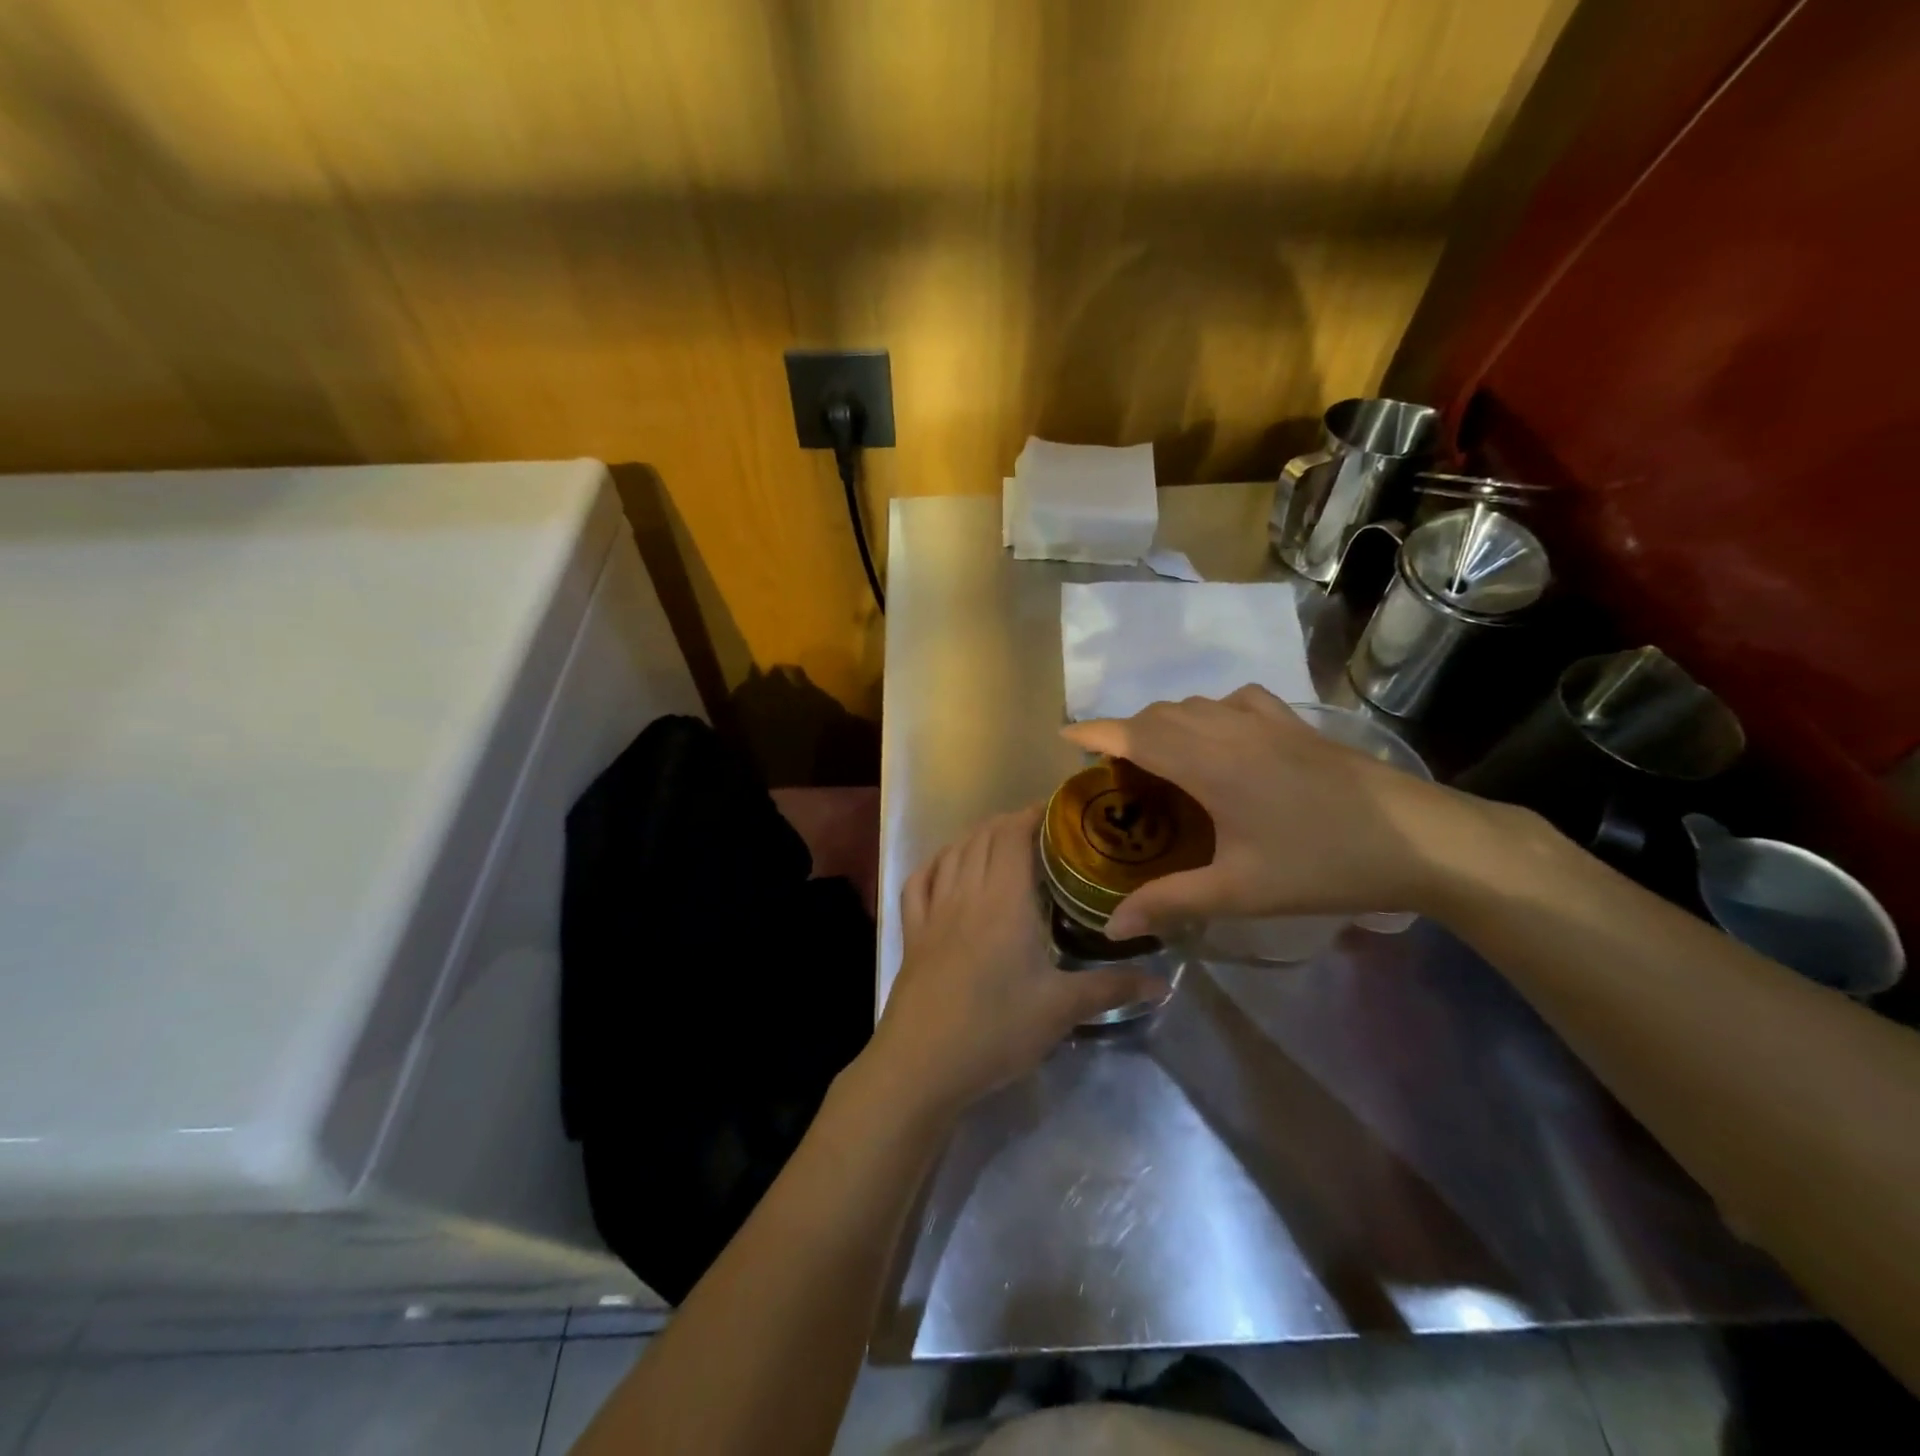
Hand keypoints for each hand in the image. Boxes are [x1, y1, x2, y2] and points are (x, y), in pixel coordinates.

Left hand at [870, 807, 1166, 1115]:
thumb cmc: (996, 1030)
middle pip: (984, 837)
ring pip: (952, 853)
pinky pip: (919, 882)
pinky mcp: (912, 933)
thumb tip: (1164, 983)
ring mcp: (934, 911)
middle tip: (1041, 830)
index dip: (1034, 814)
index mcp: (1005, 900)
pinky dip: (936, 863)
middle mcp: (967, 893)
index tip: (1059, 811)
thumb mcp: (1061, 1010)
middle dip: (1010, 822)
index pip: (1015, 835)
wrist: (922, 1063)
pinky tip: (947, 868)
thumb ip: (1112, 989)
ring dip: (976, 837)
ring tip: (1000, 840)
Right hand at [1062, 685, 1490, 937]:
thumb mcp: (1240, 891)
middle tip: (1115, 773)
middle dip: (1126, 733)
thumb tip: (1113, 926)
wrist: (1419, 839)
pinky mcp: (1295, 723)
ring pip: (1194, 705)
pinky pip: (1234, 701)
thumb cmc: (1322, 864)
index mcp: (1208, 764)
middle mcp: (1228, 730)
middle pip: (1159, 715)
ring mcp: (1265, 721)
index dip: (1095, 732)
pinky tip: (1219, 736)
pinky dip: (1209, 712)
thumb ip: (1171, 902)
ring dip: (1164, 722)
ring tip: (1159, 758)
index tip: (1064, 737)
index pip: (1135, 734)